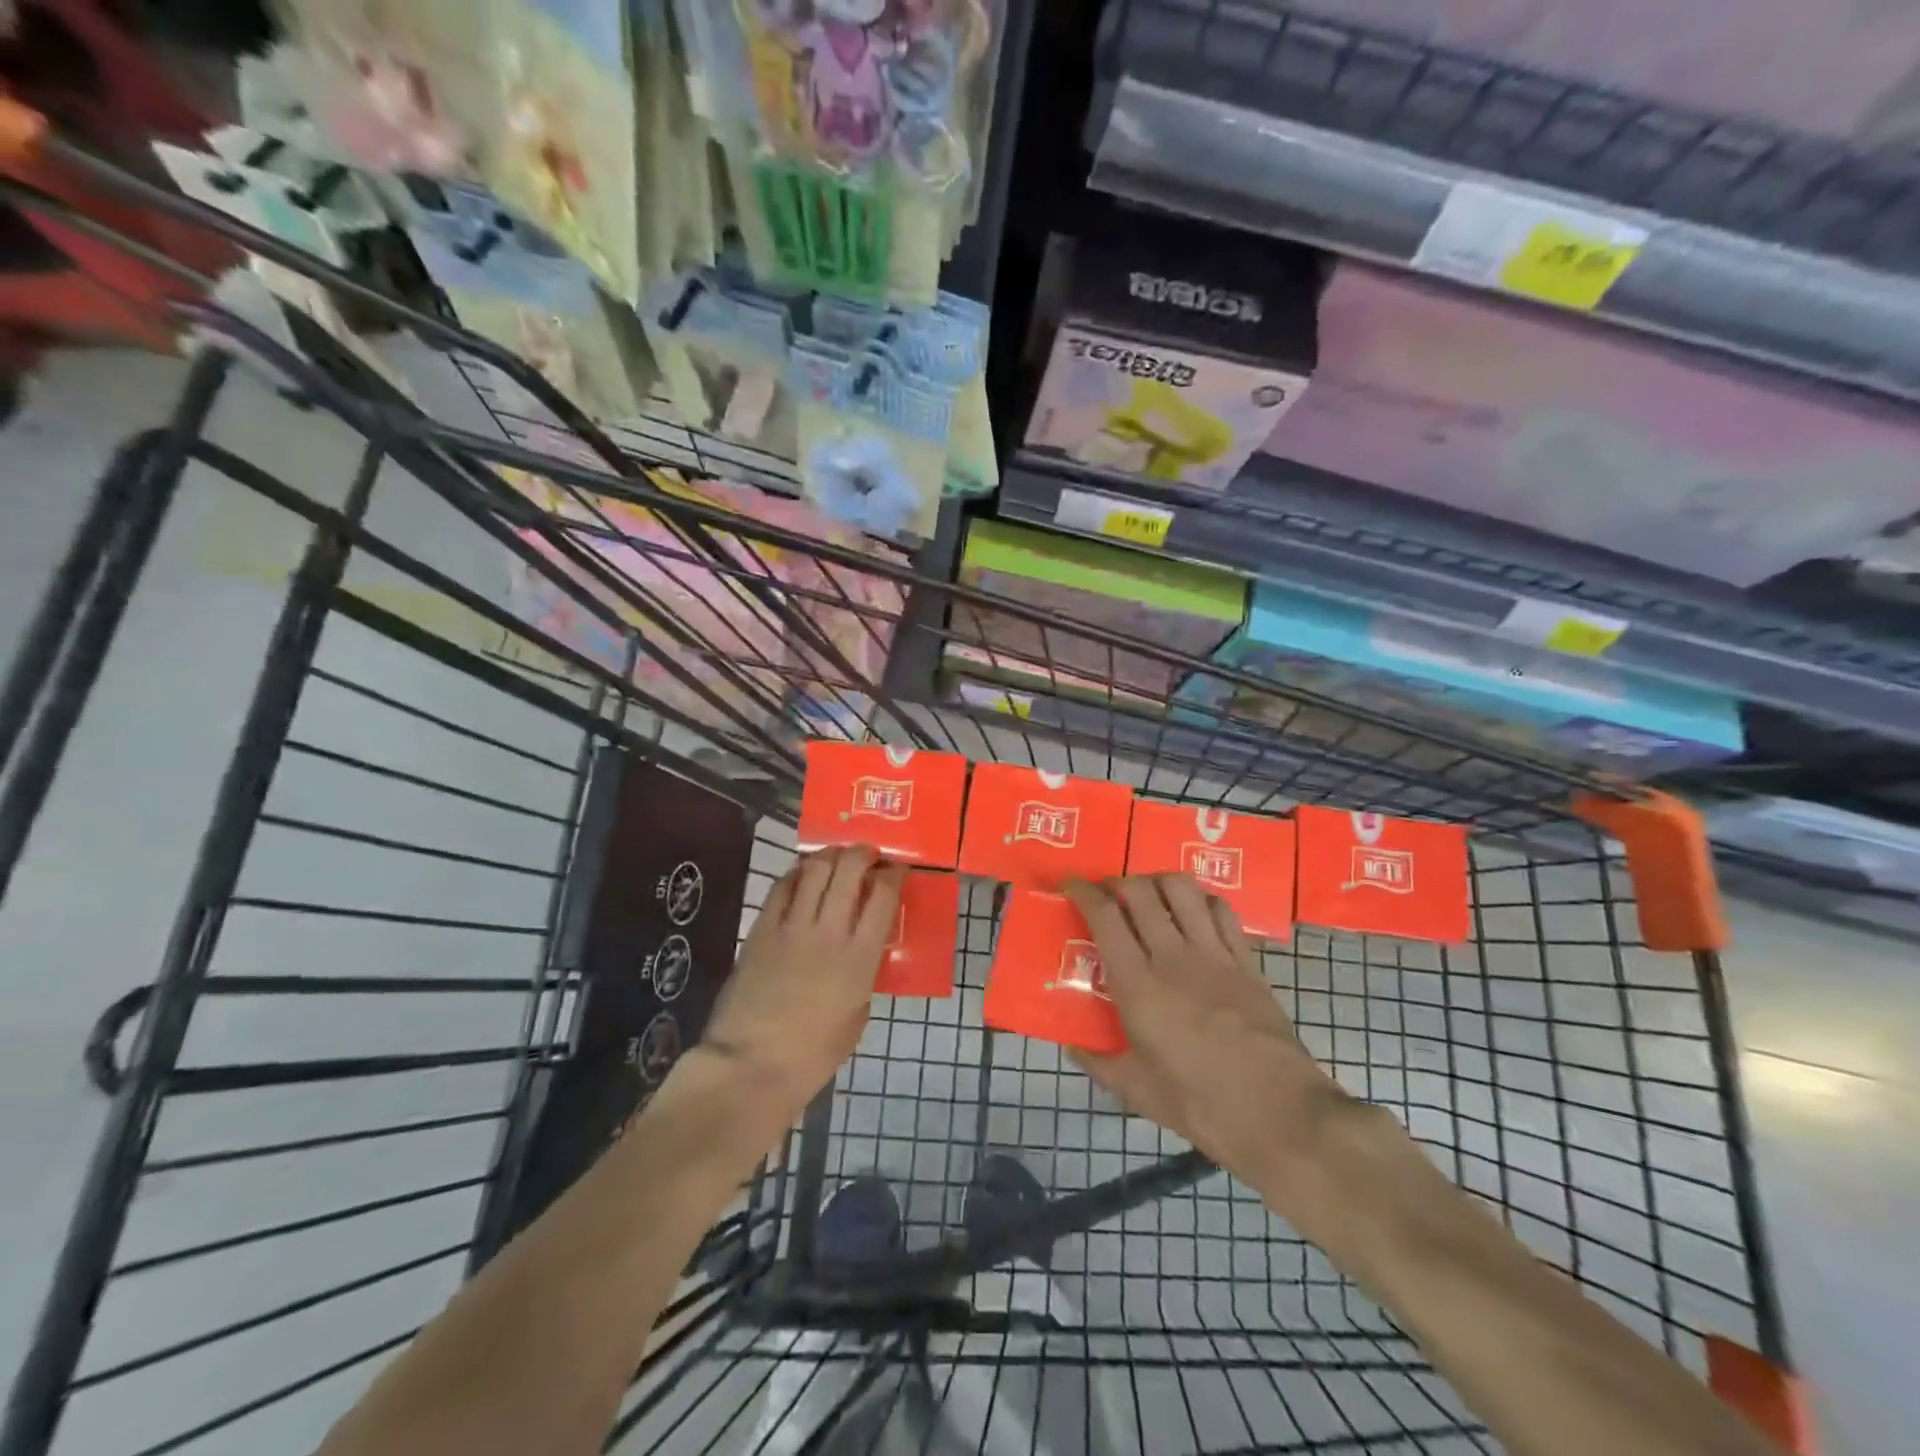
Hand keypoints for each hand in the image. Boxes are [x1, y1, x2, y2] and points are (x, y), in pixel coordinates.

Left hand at [702, 845, 905, 1125]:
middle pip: (849, 869)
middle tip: (868, 855)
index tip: (897, 868)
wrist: (751, 1066)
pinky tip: (803, 876)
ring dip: (830, 855)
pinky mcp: (761, 929)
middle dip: (862, 853)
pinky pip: (782, 887)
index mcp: (860, 958)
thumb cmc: (812, 1055)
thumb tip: (862, 949)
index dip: (894, 873)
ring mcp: (792, 927)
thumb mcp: (857, 1015)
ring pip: (815, 869)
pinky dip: (797, 874)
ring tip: (837, 857)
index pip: (884, 896)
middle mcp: (829, 931)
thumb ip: (864, 974)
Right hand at [1063, 875, 1347, 1190]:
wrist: (1279, 1113)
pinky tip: (1196, 912)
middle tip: (1107, 893)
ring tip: (1150, 895)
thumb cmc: (1200, 1104)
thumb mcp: (1137, 1091)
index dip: (1082, 891)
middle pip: (1140, 892)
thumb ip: (1099, 1064)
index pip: (1104, 916)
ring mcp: (1214, 954)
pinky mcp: (1246, 961)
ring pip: (1183, 890)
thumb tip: (1073, 1047)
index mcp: (1137, 984)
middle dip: (1117, 881)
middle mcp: (1172, 956)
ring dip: (1159, 881)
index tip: (1069, 884)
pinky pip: (1222, 912)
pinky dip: (1203, 900)